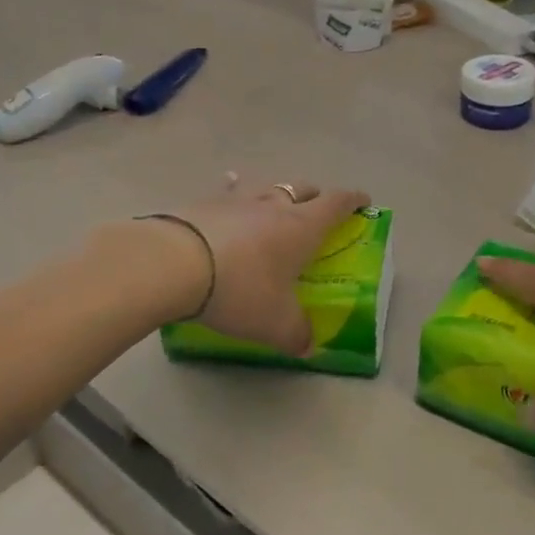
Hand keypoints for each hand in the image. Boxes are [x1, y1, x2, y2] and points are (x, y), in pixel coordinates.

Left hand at [161, 176, 368, 353]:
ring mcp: (236, 200)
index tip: (363, 200)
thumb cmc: (240, 289)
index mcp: (301, 228)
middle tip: (316, 209)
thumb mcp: (275, 323)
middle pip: (302, 189)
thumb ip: (296, 335)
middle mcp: (273, 206)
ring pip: (265, 187)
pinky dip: (233, 194)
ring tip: (271, 200)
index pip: (336, 204)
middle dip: (314, 196)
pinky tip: (225, 194)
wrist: (172, 264)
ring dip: (274, 193)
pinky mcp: (202, 203)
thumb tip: (308, 347)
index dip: (353, 200)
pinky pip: (226, 193)